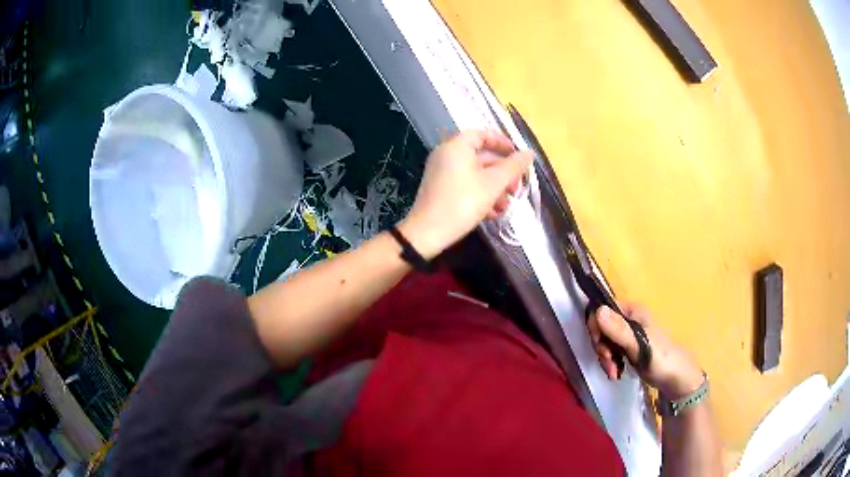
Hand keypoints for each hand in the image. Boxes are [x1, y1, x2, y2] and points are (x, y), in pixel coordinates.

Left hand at [398, 130, 532, 258]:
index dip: (502, 142)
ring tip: (506, 206)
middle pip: (481, 157)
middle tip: (517, 188)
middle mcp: (446, 155)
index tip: (518, 155)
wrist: (427, 233)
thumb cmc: (462, 203)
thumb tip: (529, 153)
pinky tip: (493, 213)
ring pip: (475, 174)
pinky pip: (465, 185)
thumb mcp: (493, 184)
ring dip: (495, 188)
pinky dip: (481, 195)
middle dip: (503, 173)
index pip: (482, 134)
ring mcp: (442, 173)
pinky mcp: (440, 190)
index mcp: (456, 146)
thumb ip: (513, 166)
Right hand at [588, 304, 704, 398]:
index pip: (601, 310)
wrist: (675, 378)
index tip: (601, 348)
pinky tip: (616, 372)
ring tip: (614, 373)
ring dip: (605, 358)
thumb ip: (619, 329)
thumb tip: (598, 310)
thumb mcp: (639, 345)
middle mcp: (628, 318)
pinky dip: (610, 362)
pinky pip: (610, 351)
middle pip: (601, 328)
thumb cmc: (661, 358)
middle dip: (601, 349)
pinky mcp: (628, 347)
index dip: (596, 328)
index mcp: (632, 310)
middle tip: (609, 364)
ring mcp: (628, 333)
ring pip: (604, 341)